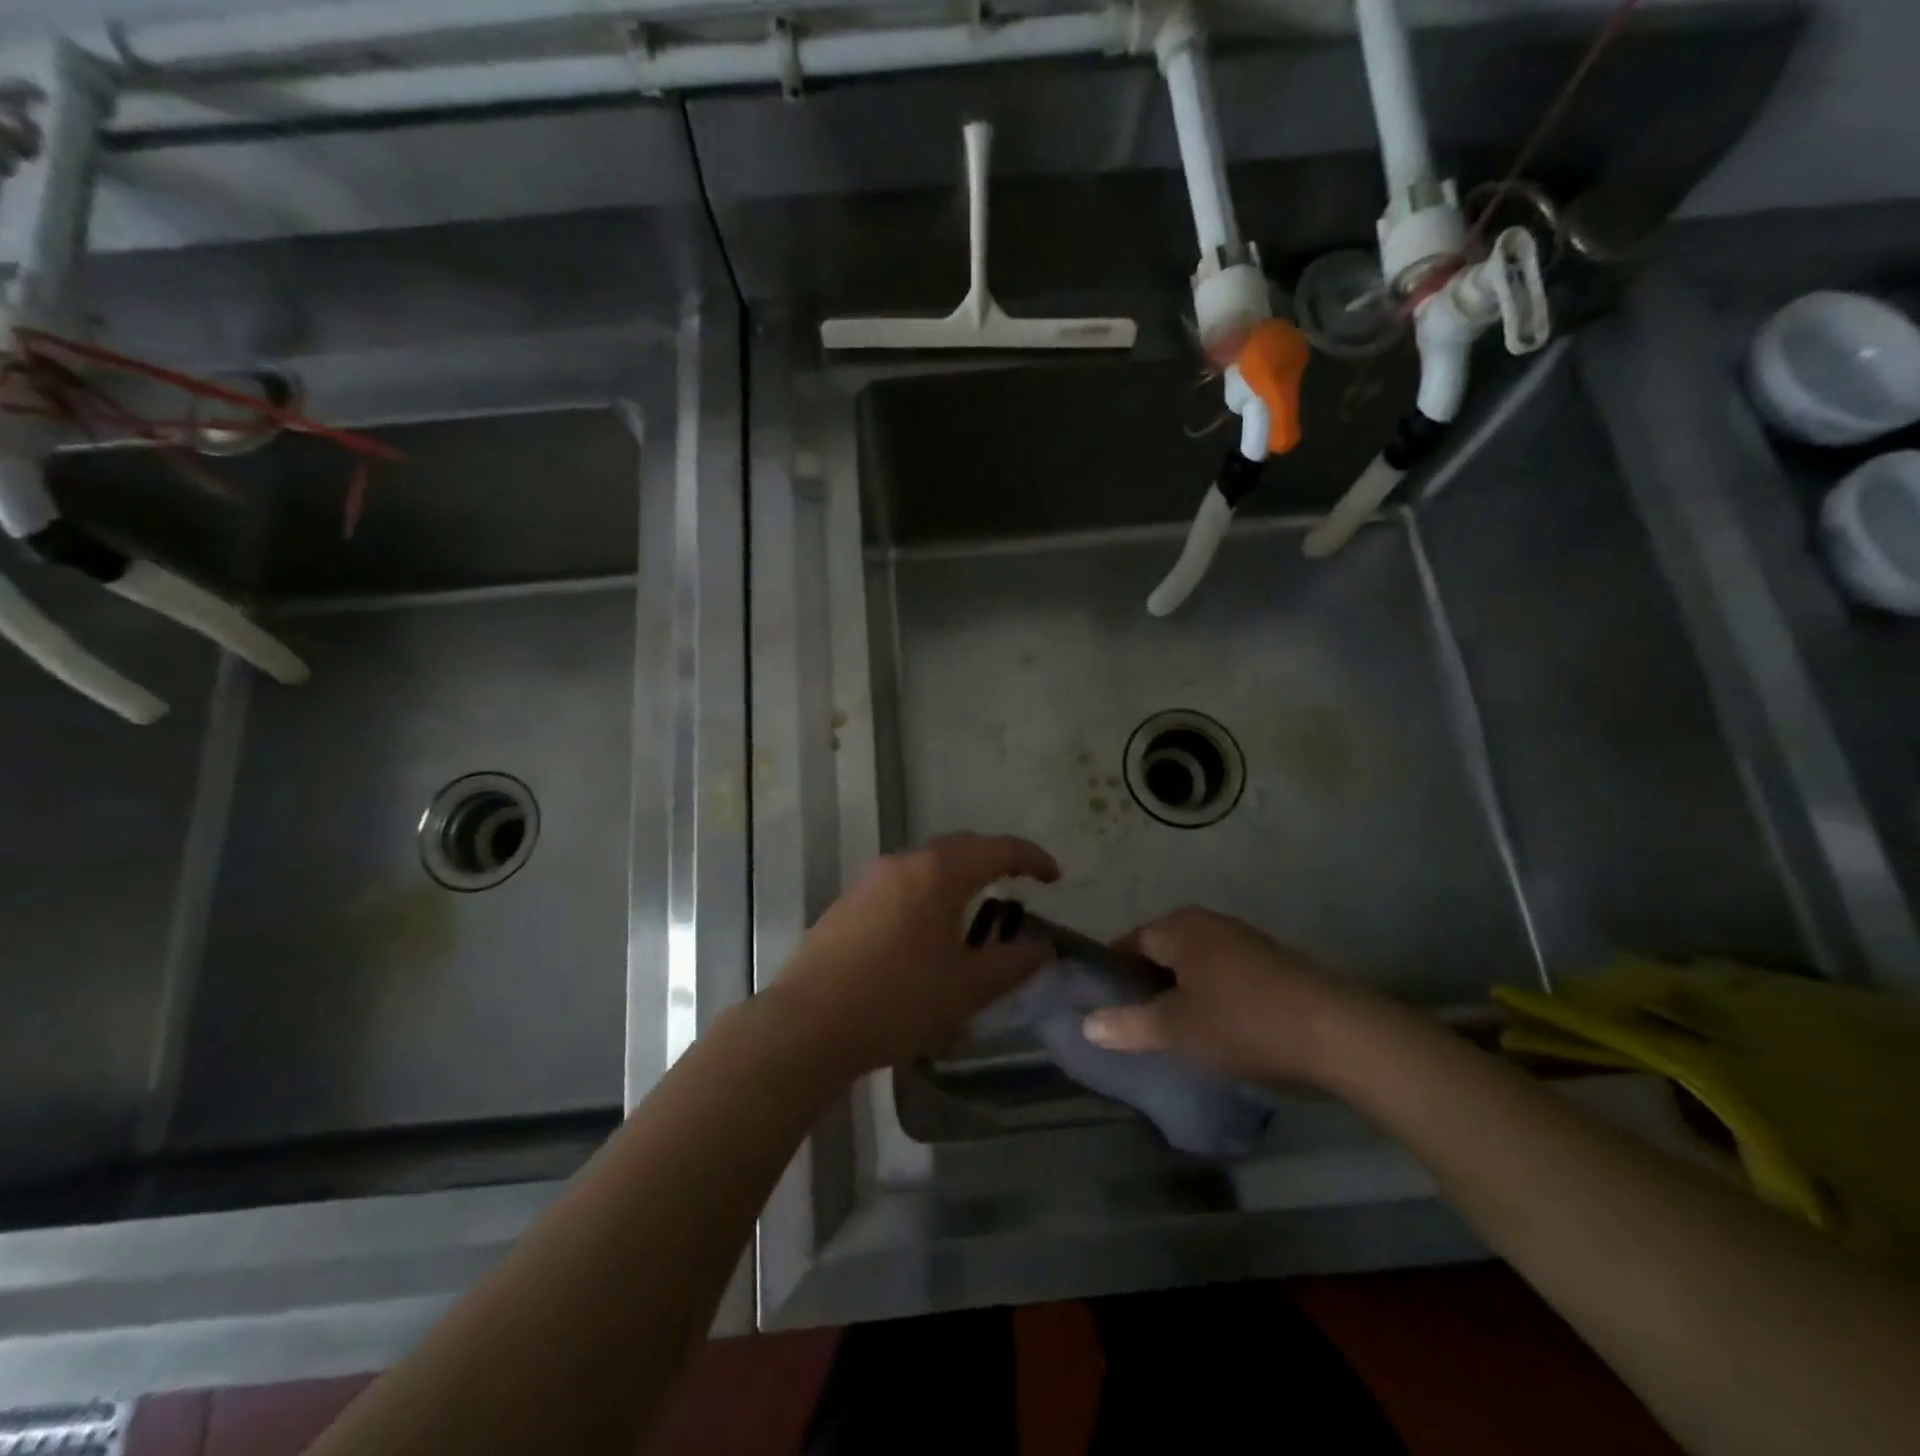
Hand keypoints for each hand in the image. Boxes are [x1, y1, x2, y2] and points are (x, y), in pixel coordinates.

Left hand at [773, 833, 1060, 1075]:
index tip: (1055, 877)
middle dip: (993, 861)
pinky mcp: (848, 903)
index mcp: (939, 872)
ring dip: (957, 879)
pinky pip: (900, 886)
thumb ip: (1012, 964)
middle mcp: (904, 863)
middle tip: (1018, 884)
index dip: (1032, 858)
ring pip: (926, 866)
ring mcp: (870, 880)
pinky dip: (927, 896)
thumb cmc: (898, 1000)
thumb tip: (1044, 949)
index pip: (998, 849)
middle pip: (960, 848)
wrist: (808, 1022)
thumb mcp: (966, 988)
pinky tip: (927, 934)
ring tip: (975, 910)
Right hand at [1083, 907, 1375, 1083]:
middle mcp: (1208, 923)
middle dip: (1147, 986)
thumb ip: (1128, 1024)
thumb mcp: (1176, 1029)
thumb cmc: (1242, 1022)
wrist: (1336, 1033)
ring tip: (1174, 1033)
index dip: (1113, 975)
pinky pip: (1223, 975)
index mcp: (1179, 927)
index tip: (1104, 1008)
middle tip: (1135, 1026)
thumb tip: (1086, 1023)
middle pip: (1162, 952)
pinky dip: (1212, 997)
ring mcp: (1243, 940)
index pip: (1128, 943)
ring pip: (1194, 966)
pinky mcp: (1271, 963)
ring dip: (1181, 994)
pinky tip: (1217, 1030)